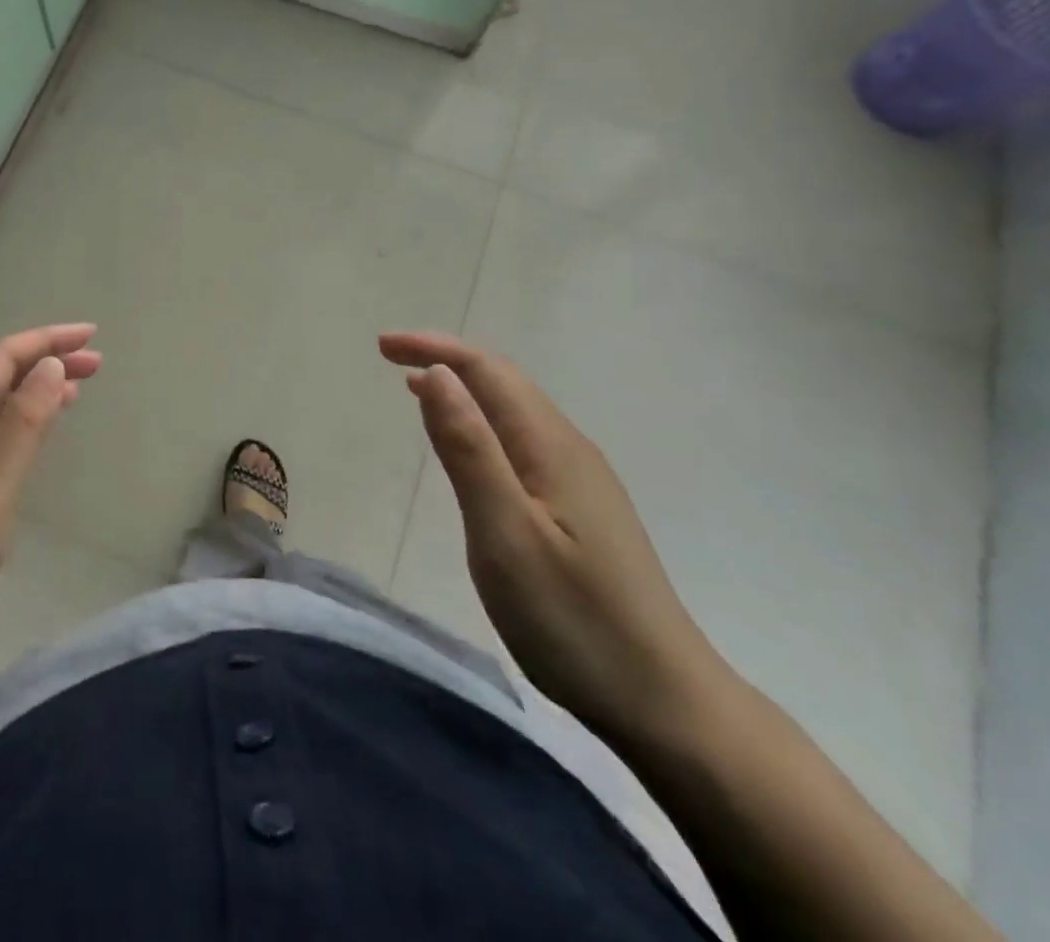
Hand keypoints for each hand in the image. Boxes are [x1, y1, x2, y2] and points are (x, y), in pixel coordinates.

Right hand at [379, 331, 727, 743]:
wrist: (666, 703)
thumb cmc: (574, 619)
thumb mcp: (506, 534)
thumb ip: (469, 450)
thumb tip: (436, 373)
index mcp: (551, 447)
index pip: (487, 371)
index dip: (434, 348)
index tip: (382, 346)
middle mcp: (570, 450)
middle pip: (504, 382)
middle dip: (446, 359)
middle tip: (392, 358)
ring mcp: (581, 481)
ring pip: (515, 412)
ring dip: (464, 390)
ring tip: (417, 390)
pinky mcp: (583, 511)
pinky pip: (523, 442)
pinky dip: (483, 425)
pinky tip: (469, 450)